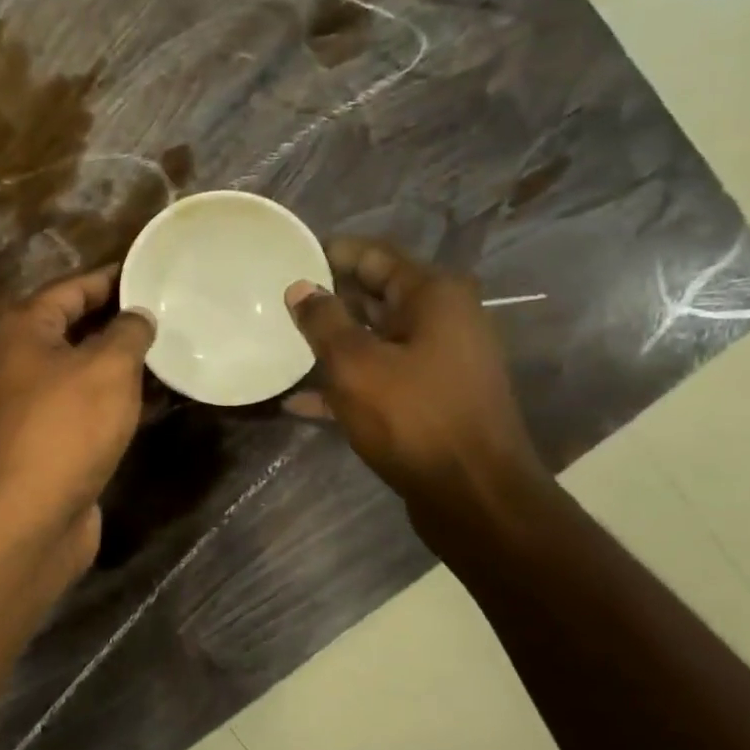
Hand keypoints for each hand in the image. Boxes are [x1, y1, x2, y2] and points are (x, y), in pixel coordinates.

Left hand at [0, 266, 155, 577]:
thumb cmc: (67, 426)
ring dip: (122, 362)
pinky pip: (87, 405)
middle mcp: (20, 360)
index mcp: (24, 328)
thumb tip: (138, 317)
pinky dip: (116, 398)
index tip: (152, 273)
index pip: (72, 288)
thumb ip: (128, 333)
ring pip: (83, 369)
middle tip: (169, 312)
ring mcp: (32, 403)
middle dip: (119, 321)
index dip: (112, 279)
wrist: (29, 515)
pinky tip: (156, 399)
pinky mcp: (49, 439)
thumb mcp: (108, 367)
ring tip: (171, 350)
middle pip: (75, 327)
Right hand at [285, 238, 546, 523]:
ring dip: (331, 344)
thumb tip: (300, 288)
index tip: (286, 256)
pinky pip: (380, 377)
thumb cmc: (414, 418)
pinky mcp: (430, 398)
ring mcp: (438, 360)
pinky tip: (298, 401)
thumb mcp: (356, 364)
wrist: (474, 496)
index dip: (329, 253)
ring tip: (280, 346)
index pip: (373, 255)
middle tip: (275, 303)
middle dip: (327, 300)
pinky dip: (345, 383)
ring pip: (374, 339)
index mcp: (433, 295)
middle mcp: (442, 319)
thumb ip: (323, 321)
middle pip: (374, 296)